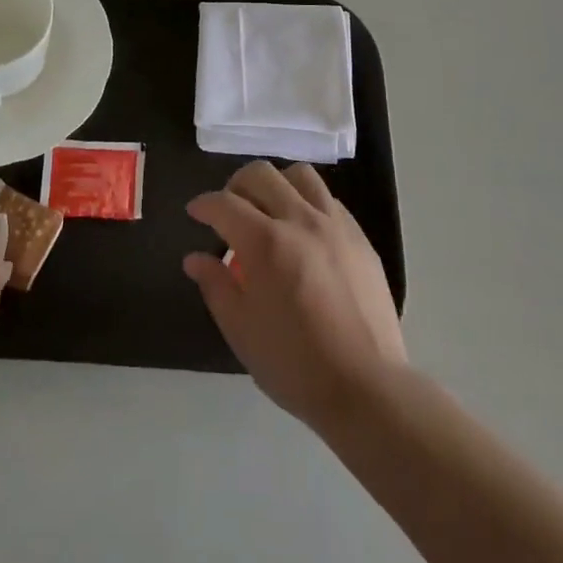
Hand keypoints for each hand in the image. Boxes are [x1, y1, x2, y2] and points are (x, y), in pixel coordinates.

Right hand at [184, 161, 407, 431]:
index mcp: (265, 242)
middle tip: (229, 210)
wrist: (366, 388)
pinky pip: (328, 199)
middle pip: (261, 174)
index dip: (204, 204)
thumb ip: (216, 286)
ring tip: (269, 210)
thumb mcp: (241, 331)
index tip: (195, 212)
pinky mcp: (359, 236)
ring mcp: (334, 224)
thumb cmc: (295, 365)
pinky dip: (307, 202)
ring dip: (275, 184)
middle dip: (235, 185)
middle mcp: (299, 220)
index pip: (224, 203)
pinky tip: (303, 231)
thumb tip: (195, 259)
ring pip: (299, 175)